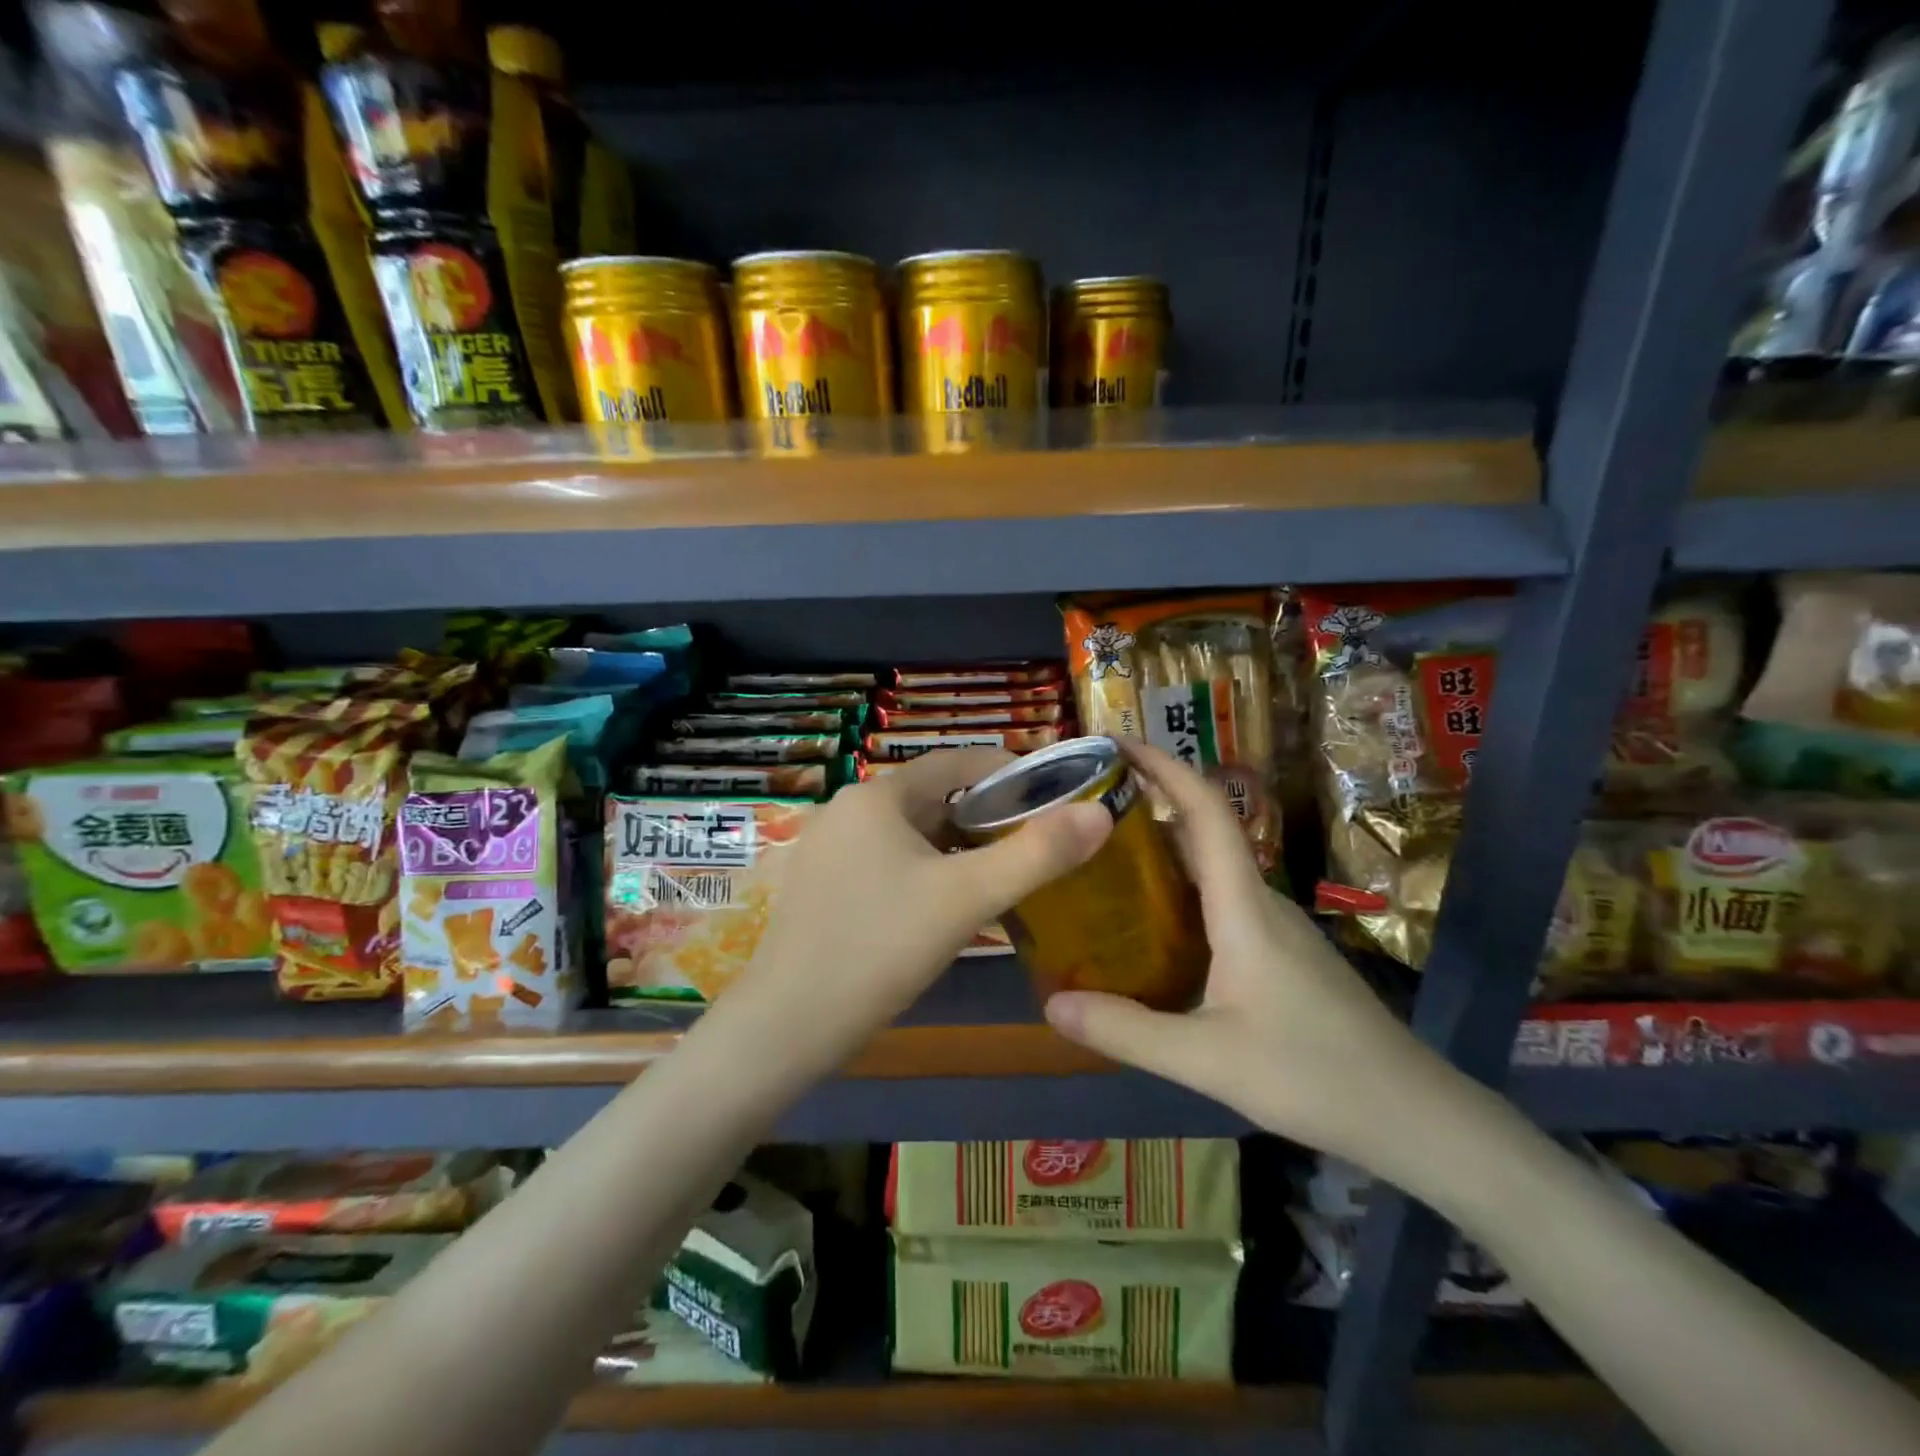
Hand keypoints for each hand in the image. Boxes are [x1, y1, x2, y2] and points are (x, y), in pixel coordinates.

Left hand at [736, 748, 1110, 1065]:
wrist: (788, 1024)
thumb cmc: (880, 947)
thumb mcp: (967, 898)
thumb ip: (1037, 854)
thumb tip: (1100, 814)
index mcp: (877, 796)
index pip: (955, 761)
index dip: (1007, 771)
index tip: (1051, 793)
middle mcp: (847, 809)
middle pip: (932, 797)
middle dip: (985, 814)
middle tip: (1035, 840)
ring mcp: (828, 848)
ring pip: (910, 833)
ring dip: (957, 845)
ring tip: (1002, 870)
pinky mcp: (821, 885)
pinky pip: (887, 860)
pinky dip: (925, 868)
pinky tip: (948, 902)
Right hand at [1043, 741, 1451, 1174]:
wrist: (1413, 1115)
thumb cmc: (1313, 1074)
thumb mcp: (1206, 1059)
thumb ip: (1127, 1031)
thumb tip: (1051, 1004)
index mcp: (1243, 905)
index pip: (1205, 811)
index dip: (1163, 767)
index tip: (1115, 742)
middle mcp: (1259, 900)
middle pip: (1202, 830)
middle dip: (1148, 803)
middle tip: (1085, 808)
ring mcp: (1274, 926)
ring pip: (1210, 868)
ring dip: (1161, 850)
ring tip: (1101, 860)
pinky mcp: (1280, 952)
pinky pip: (1219, 900)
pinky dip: (1177, 891)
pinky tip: (1149, 926)